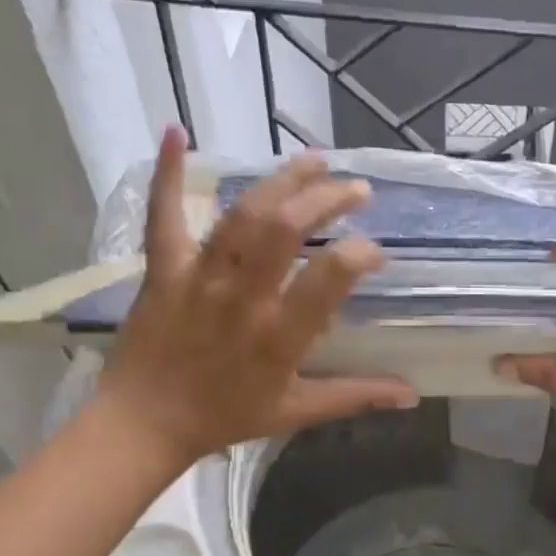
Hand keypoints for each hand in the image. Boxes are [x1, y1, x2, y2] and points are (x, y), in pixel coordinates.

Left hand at [96, 129, 417, 472]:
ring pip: (243, 216)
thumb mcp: (296, 413)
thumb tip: (411, 393)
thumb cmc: (224, 417)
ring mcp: (199, 278)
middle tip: (357, 189)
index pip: (328, 280)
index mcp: (278, 336)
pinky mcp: (164, 269)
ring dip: (281, 180)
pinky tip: (178, 131)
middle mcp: (242, 298)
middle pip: (286, 229)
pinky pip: (164, 216)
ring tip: (315, 159)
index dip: (358, 255)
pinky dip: (168, 174)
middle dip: (327, 198)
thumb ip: (355, 396)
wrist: (144, 424)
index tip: (375, 251)